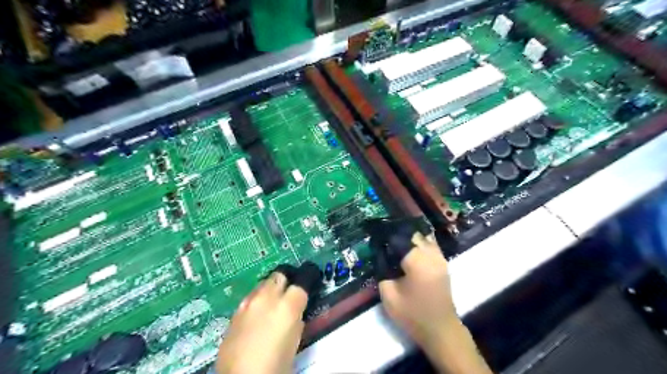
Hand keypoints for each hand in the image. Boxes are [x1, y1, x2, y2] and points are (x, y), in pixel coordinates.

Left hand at [218, 267, 310, 373]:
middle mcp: (267, 298)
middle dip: (286, 282)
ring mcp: (248, 303)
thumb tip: (296, 313)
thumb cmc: (275, 364)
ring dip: (270, 290)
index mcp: (287, 306)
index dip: (305, 286)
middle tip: (289, 297)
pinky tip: (256, 319)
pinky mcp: (234, 313)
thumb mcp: (295, 341)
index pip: (301, 281)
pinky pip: (250, 298)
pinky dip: (256, 302)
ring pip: (263, 284)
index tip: (306, 291)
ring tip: (271, 307)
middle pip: (280, 275)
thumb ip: (297, 320)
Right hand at [377, 232, 491, 371]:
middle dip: (398, 232)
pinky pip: (430, 244)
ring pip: (423, 237)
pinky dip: (419, 242)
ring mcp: (440, 258)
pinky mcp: (443, 263)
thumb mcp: (389, 295)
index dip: (386, 233)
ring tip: (395, 240)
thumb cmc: (413, 314)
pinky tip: (408, 248)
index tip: (375, 233)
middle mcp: (431, 254)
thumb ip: (382, 271)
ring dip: (409, 236)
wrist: (440, 330)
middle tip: (383, 236)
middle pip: (413, 233)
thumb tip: (379, 255)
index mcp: (417, 260)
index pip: (400, 237)